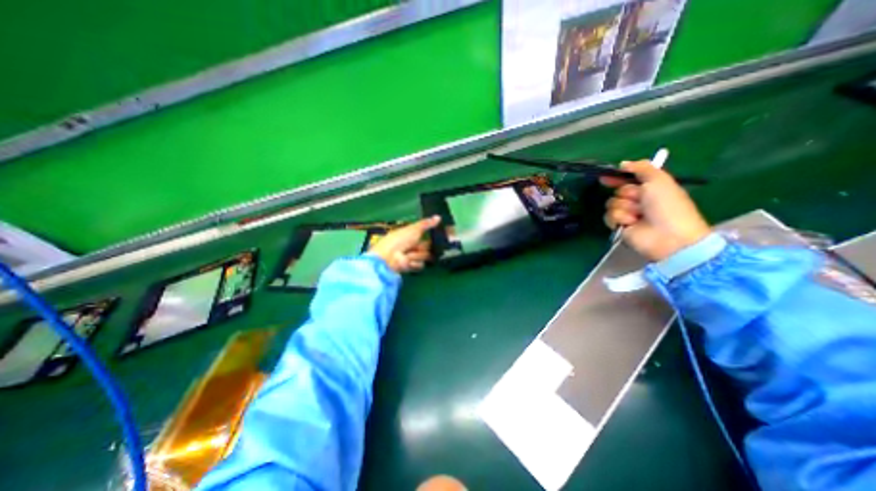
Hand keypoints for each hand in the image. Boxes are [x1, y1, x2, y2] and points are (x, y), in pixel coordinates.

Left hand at [367, 216, 441, 274]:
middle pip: (428, 248)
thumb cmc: (399, 239)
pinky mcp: (412, 267)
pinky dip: (415, 263)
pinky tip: (408, 261)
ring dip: (418, 255)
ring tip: (408, 254)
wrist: (388, 256)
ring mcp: (412, 257)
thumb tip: (439, 217)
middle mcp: (413, 246)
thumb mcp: (414, 229)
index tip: (438, 236)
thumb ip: (426, 224)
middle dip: (426, 247)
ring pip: (425, 256)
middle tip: (420, 246)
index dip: (432, 237)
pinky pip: (420, 265)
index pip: (426, 236)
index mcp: (411, 235)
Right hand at [604, 159, 711, 260]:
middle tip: (639, 201)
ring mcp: (628, 214)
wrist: (667, 236)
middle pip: (618, 191)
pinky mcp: (619, 226)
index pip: (628, 180)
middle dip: (626, 194)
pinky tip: (630, 223)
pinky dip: (619, 218)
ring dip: (624, 208)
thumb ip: (642, 168)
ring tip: (637, 216)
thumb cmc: (667, 206)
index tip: (605, 177)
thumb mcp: (659, 180)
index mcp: (650, 188)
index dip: (617, 178)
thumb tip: (622, 164)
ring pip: (612, 204)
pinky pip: (609, 217)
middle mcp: (638, 200)